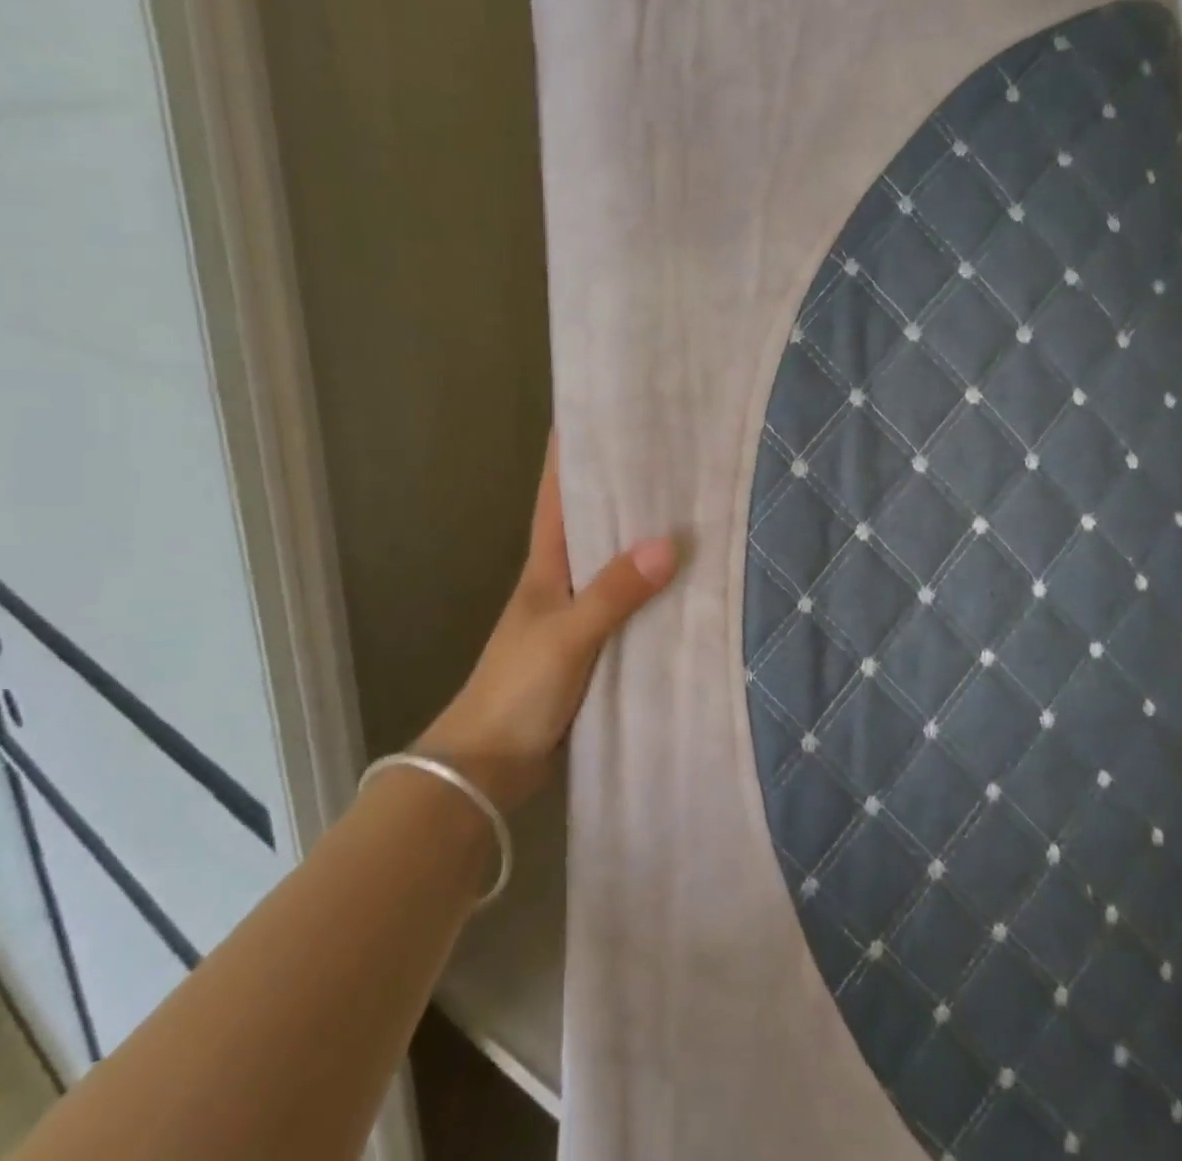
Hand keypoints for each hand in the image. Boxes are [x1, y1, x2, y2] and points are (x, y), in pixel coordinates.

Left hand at [416, 434, 677, 810]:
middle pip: (594, 521)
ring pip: (616, 563)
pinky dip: (653, 590)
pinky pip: (630, 605)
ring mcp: (579, 614)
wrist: (490, 767)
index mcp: (546, 564)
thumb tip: (669, 543)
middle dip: (623, 488)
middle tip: (670, 455)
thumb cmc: (517, 689)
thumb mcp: (566, 635)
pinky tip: (688, 583)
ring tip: (692, 508)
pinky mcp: (596, 646)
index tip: (599, 413)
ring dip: (643, 538)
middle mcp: (562, 580)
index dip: (571, 453)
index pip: (558, 494)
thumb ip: (614, 592)